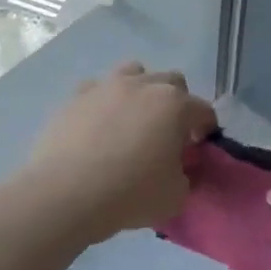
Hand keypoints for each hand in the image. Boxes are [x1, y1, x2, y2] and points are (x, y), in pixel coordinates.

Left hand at [26, 62, 216, 241]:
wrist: (64, 194)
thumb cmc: (129, 194)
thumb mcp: (175, 196)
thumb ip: (185, 176)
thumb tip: (178, 168)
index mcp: (175, 105)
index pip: (203, 110)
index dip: (206, 129)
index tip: (198, 148)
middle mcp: (144, 85)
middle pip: (172, 81)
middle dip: (177, 103)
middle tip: (169, 133)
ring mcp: (106, 86)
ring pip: (134, 73)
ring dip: (142, 91)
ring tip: (133, 120)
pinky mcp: (75, 96)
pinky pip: (98, 89)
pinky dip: (104, 102)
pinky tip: (98, 125)